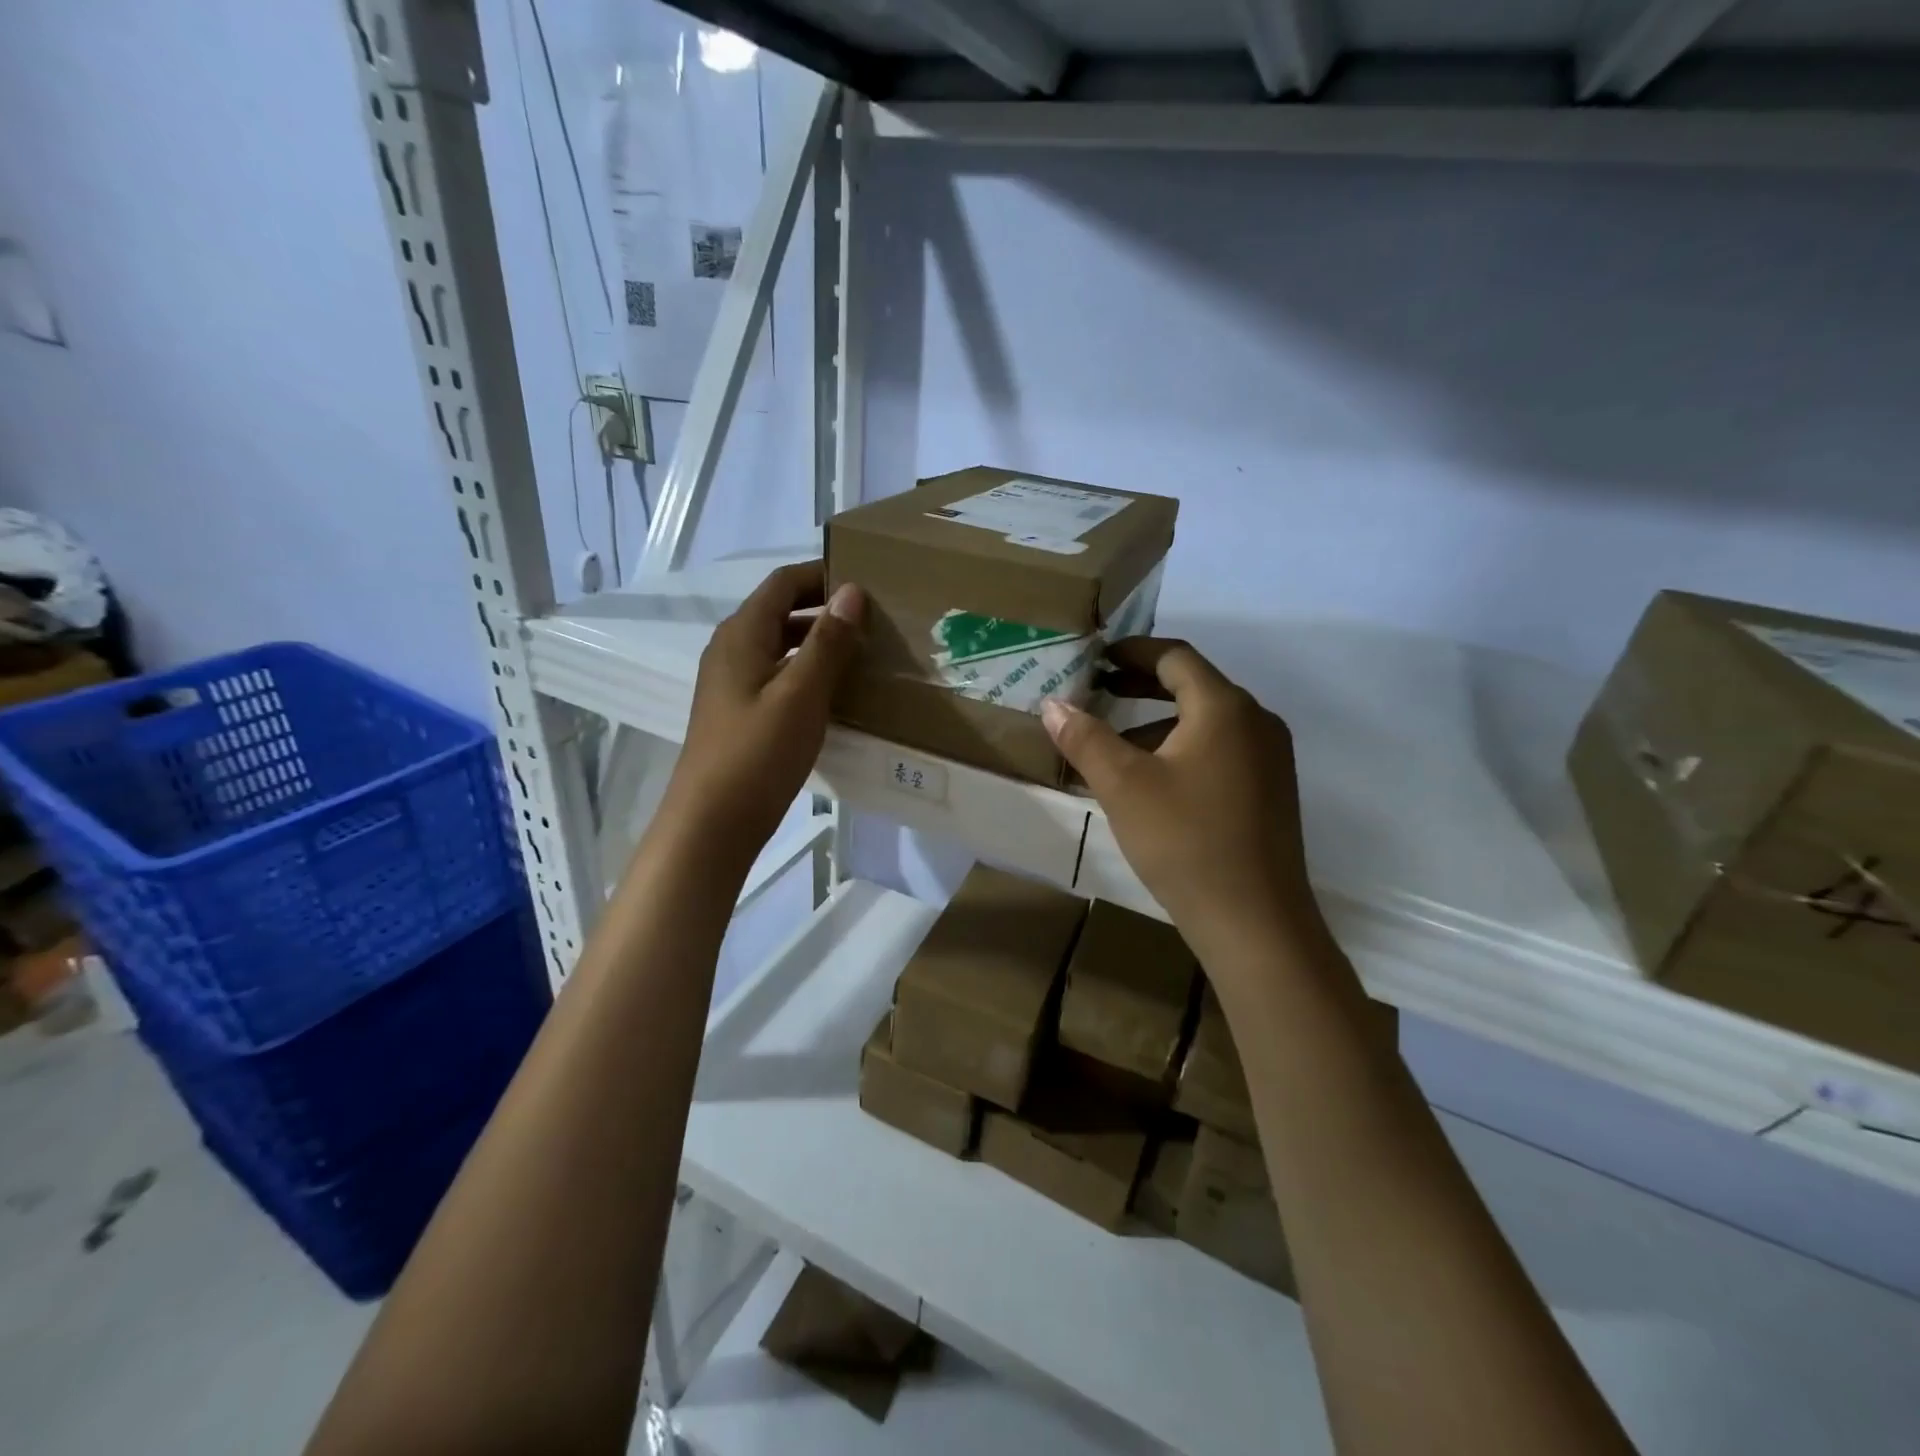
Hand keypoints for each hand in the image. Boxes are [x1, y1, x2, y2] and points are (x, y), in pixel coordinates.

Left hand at [656, 562, 863, 872]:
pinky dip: (809, 670)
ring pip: (782, 645)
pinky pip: (779, 674)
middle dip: (825, 607)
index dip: (822, 574)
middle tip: (875, 617)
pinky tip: (838, 690)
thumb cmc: (757, 753)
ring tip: (865, 650)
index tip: (868, 579)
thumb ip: (827, 642)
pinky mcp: (741, 711)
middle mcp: (733, 650)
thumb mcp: (801, 694)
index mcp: (742, 635)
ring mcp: (734, 683)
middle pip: (781, 611)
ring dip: (820, 641)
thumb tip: (852, 591)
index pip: (783, 583)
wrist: (713, 823)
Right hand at [1040, 638, 1326, 967]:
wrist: (1255, 922)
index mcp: (1225, 708)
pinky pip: (1221, 751)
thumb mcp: (1123, 786)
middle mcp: (1256, 722)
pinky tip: (1151, 783)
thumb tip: (1052, 704)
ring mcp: (1270, 758)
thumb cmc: (1185, 841)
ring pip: (1207, 722)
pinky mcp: (1270, 791)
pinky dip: (1181, 749)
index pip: (1175, 657)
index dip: (1132, 651)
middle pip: (1193, 685)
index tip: (1096, 657)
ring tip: (1114, 744)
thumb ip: (1085, 738)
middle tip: (1098, 689)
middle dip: (1141, 685)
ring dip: (1158, 722)